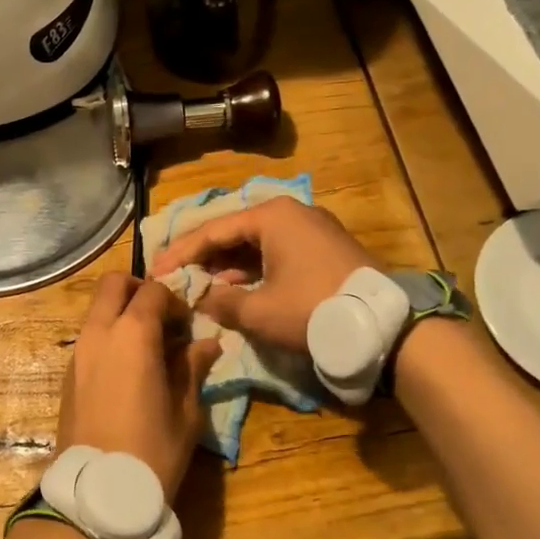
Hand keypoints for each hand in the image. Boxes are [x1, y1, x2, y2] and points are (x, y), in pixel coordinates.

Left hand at [57, 274, 221, 499]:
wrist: (98, 494)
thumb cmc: (152, 451)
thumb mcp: (185, 412)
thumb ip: (193, 368)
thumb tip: (207, 344)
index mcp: (133, 335)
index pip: (154, 291)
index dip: (176, 301)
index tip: (189, 325)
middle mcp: (99, 333)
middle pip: (114, 284)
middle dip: (140, 290)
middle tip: (163, 317)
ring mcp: (78, 352)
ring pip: (97, 309)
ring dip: (122, 313)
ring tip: (149, 347)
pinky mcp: (68, 374)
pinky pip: (90, 336)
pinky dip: (109, 336)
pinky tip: (129, 369)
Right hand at [150, 196, 374, 352]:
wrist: (384, 326)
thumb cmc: (312, 310)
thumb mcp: (259, 312)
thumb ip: (220, 303)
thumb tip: (198, 298)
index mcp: (272, 216)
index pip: (213, 230)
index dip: (181, 253)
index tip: (155, 270)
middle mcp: (292, 212)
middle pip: (234, 232)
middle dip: (203, 256)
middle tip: (174, 274)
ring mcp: (312, 228)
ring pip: (256, 243)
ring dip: (228, 265)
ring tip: (200, 285)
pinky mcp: (325, 248)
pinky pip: (277, 252)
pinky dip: (254, 269)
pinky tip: (237, 289)